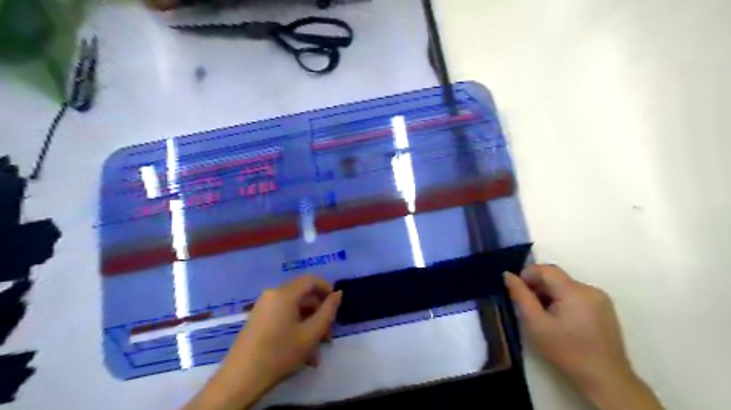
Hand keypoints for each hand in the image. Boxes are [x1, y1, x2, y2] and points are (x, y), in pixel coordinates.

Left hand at [184, 276, 341, 409]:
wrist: (241, 379)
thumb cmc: (280, 353)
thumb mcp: (311, 333)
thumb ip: (328, 311)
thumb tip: (338, 293)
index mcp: (284, 294)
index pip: (311, 280)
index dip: (327, 288)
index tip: (337, 306)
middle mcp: (272, 295)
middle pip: (303, 296)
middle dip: (319, 314)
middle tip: (328, 336)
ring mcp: (263, 308)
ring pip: (294, 310)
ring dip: (309, 326)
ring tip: (317, 351)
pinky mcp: (258, 321)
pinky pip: (283, 318)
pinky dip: (296, 330)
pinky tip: (303, 354)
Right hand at [507, 265, 666, 408]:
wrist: (605, 379)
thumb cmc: (566, 351)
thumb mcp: (536, 324)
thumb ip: (520, 296)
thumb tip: (507, 275)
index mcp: (574, 291)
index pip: (546, 269)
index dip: (527, 275)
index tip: (517, 291)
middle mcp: (590, 289)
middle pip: (556, 277)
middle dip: (538, 287)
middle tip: (528, 307)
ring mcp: (600, 298)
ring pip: (565, 286)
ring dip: (550, 294)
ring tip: (543, 315)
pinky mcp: (605, 308)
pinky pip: (577, 295)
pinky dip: (563, 301)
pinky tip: (561, 320)